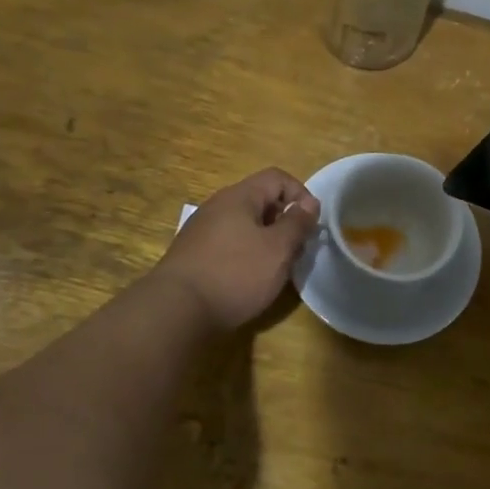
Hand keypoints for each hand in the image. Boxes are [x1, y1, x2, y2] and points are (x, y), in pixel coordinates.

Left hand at [154, 168, 320, 330]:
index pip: (277, 178)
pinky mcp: (193, 255)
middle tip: (297, 249)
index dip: (301, 194)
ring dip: (266, 240)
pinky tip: (249, 279)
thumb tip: (309, 203)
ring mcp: (202, 231)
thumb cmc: (235, 274)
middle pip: (260, 201)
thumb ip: (297, 223)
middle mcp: (217, 206)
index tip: (312, 223)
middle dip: (284, 221)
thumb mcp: (277, 249)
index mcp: (239, 196)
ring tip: (277, 267)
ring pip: (244, 225)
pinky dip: (246, 254)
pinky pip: (229, 244)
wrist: (176, 310)